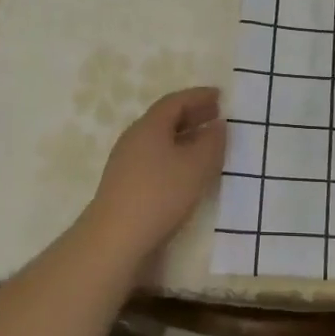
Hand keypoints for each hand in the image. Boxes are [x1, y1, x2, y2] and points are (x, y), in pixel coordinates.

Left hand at [80, 87, 226, 271]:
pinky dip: (175, 154)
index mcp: (150, 125)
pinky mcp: (125, 184)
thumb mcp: (196, 166)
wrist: (114, 239)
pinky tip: (187, 170)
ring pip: (160, 139)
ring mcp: (126, 161)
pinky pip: (155, 157)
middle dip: (192, 114)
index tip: (220, 96)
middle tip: (217, 114)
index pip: (176, 100)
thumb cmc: (160, 194)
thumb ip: (212, 142)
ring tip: (207, 143)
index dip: (199, 96)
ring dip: (185, 136)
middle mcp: (135, 137)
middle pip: (166, 118)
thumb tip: (218, 125)